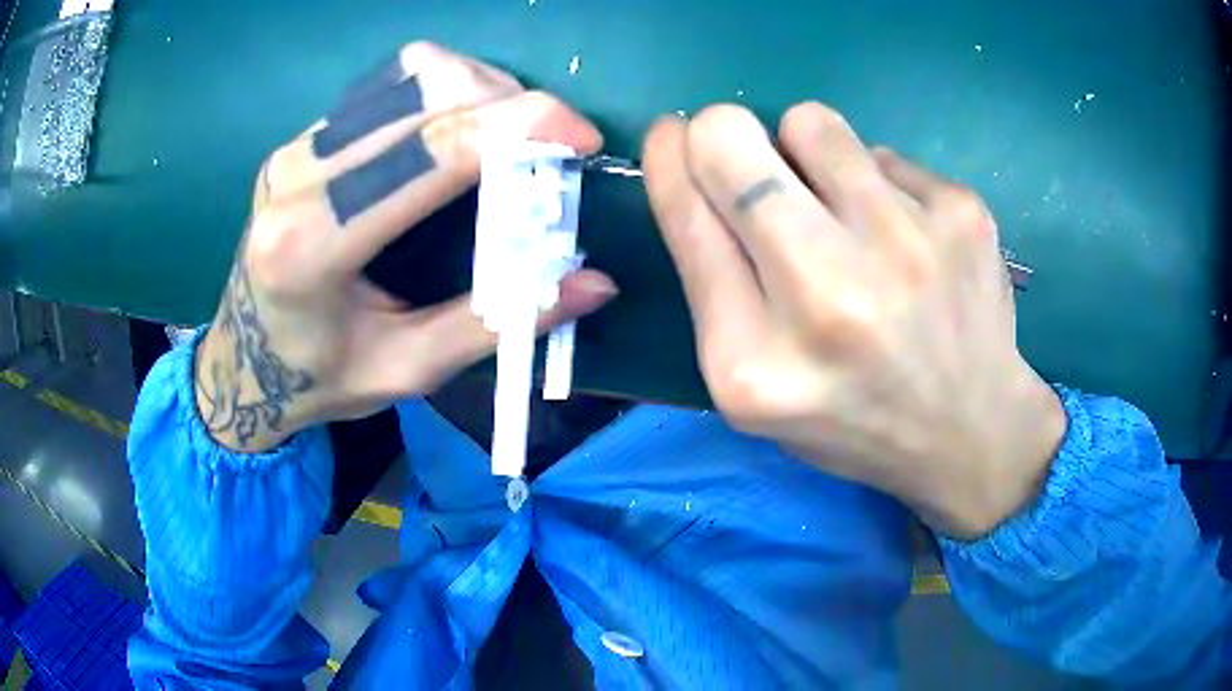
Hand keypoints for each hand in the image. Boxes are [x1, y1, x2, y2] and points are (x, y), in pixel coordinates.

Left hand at [195, 43, 616, 452]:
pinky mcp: (304, 138)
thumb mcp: (405, 370)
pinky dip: (445, 93)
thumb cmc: (317, 379)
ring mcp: (297, 147)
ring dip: (481, 90)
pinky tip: (461, 130)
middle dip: (508, 105)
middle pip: (426, 91)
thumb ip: (495, 323)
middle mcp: (296, 177)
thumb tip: (593, 285)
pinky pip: (390, 85)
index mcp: (312, 245)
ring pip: (411, 73)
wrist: (243, 360)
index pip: (429, 154)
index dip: (518, 129)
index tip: (582, 137)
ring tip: (511, 138)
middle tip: (551, 148)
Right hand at [642, 104, 1065, 538]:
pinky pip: (881, 154)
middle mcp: (831, 294)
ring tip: (842, 212)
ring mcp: (908, 244)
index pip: (686, 214)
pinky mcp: (961, 212)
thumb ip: (713, 282)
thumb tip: (692, 160)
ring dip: (808, 154)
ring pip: (810, 122)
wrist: (972, 431)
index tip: (671, 135)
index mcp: (756, 360)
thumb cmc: (851, 415)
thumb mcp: (753, 385)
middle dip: (724, 137)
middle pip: (732, 140)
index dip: (668, 159)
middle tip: (753, 167)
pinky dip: (879, 185)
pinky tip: (907, 241)